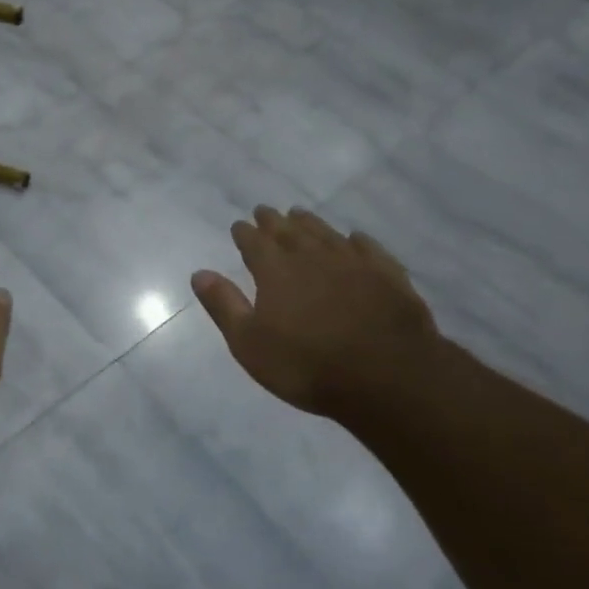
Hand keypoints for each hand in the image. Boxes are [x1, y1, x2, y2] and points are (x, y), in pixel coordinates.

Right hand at [192, 206, 440, 418]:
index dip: (244, 233)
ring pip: (326, 234)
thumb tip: (199, 273)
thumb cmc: (307, 365)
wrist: (388, 377)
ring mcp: (353, 263)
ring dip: (310, 223)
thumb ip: (224, 305)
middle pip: (289, 232)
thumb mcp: (250, 343)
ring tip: (299, 214)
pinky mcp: (388, 276)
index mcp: (276, 271)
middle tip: (264, 210)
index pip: (254, 243)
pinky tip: (354, 238)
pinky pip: (369, 249)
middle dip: (273, 221)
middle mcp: (312, 257)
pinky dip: (357, 240)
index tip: (238, 225)